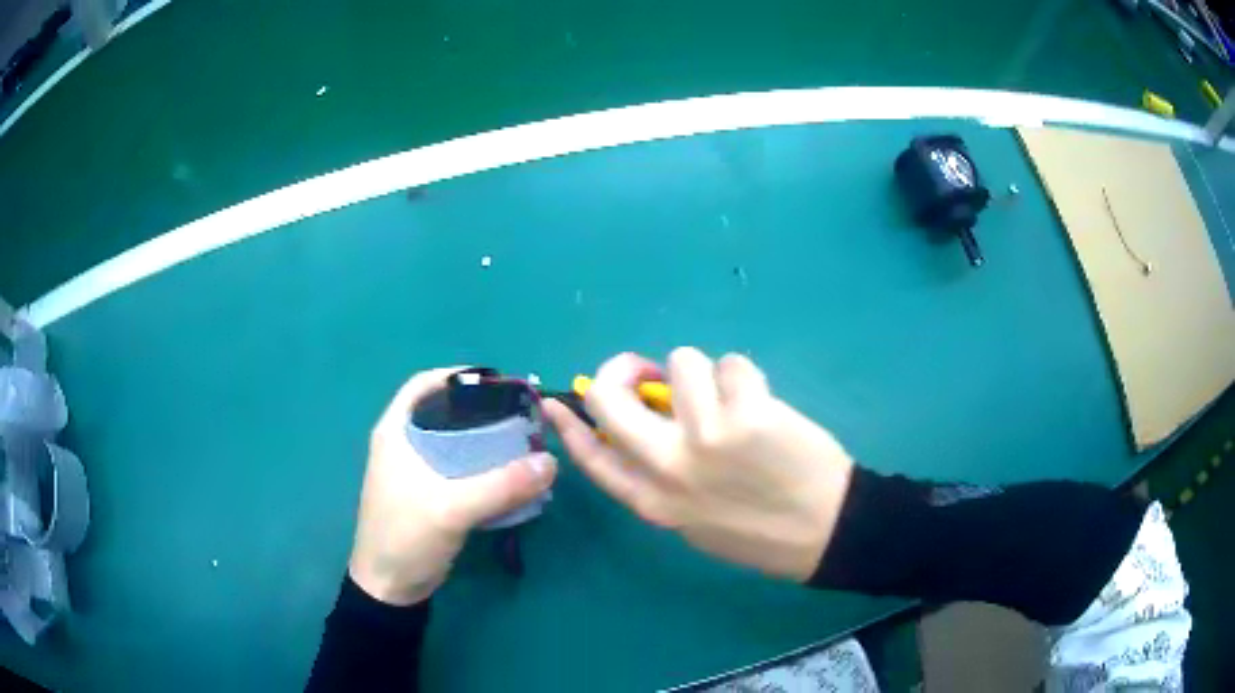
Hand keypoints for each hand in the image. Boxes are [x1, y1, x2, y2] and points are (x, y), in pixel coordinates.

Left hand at [349, 368, 557, 604]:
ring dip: (486, 440)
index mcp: (396, 431)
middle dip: (483, 410)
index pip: (424, 384)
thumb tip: (550, 463)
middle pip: (445, 411)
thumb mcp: (451, 509)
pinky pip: (461, 468)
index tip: (499, 383)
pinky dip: (484, 466)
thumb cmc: (406, 538)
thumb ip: (500, 485)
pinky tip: (510, 474)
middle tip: (521, 416)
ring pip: (455, 441)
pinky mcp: (429, 493)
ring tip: (523, 442)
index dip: (459, 376)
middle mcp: (404, 443)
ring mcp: (416, 470)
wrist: (389, 588)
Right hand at [544, 349, 853, 581]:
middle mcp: (667, 466)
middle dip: (625, 367)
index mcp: (652, 500)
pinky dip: (746, 378)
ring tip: (734, 402)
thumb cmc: (759, 529)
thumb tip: (642, 423)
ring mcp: (706, 437)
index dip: (569, 423)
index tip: (557, 400)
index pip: (591, 456)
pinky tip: (764, 405)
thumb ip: (661, 476)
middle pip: (609, 396)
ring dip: (708, 375)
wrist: (823, 531)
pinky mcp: (747, 414)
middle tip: (652, 370)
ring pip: (682, 361)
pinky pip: (732, 364)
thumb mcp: (693, 519)